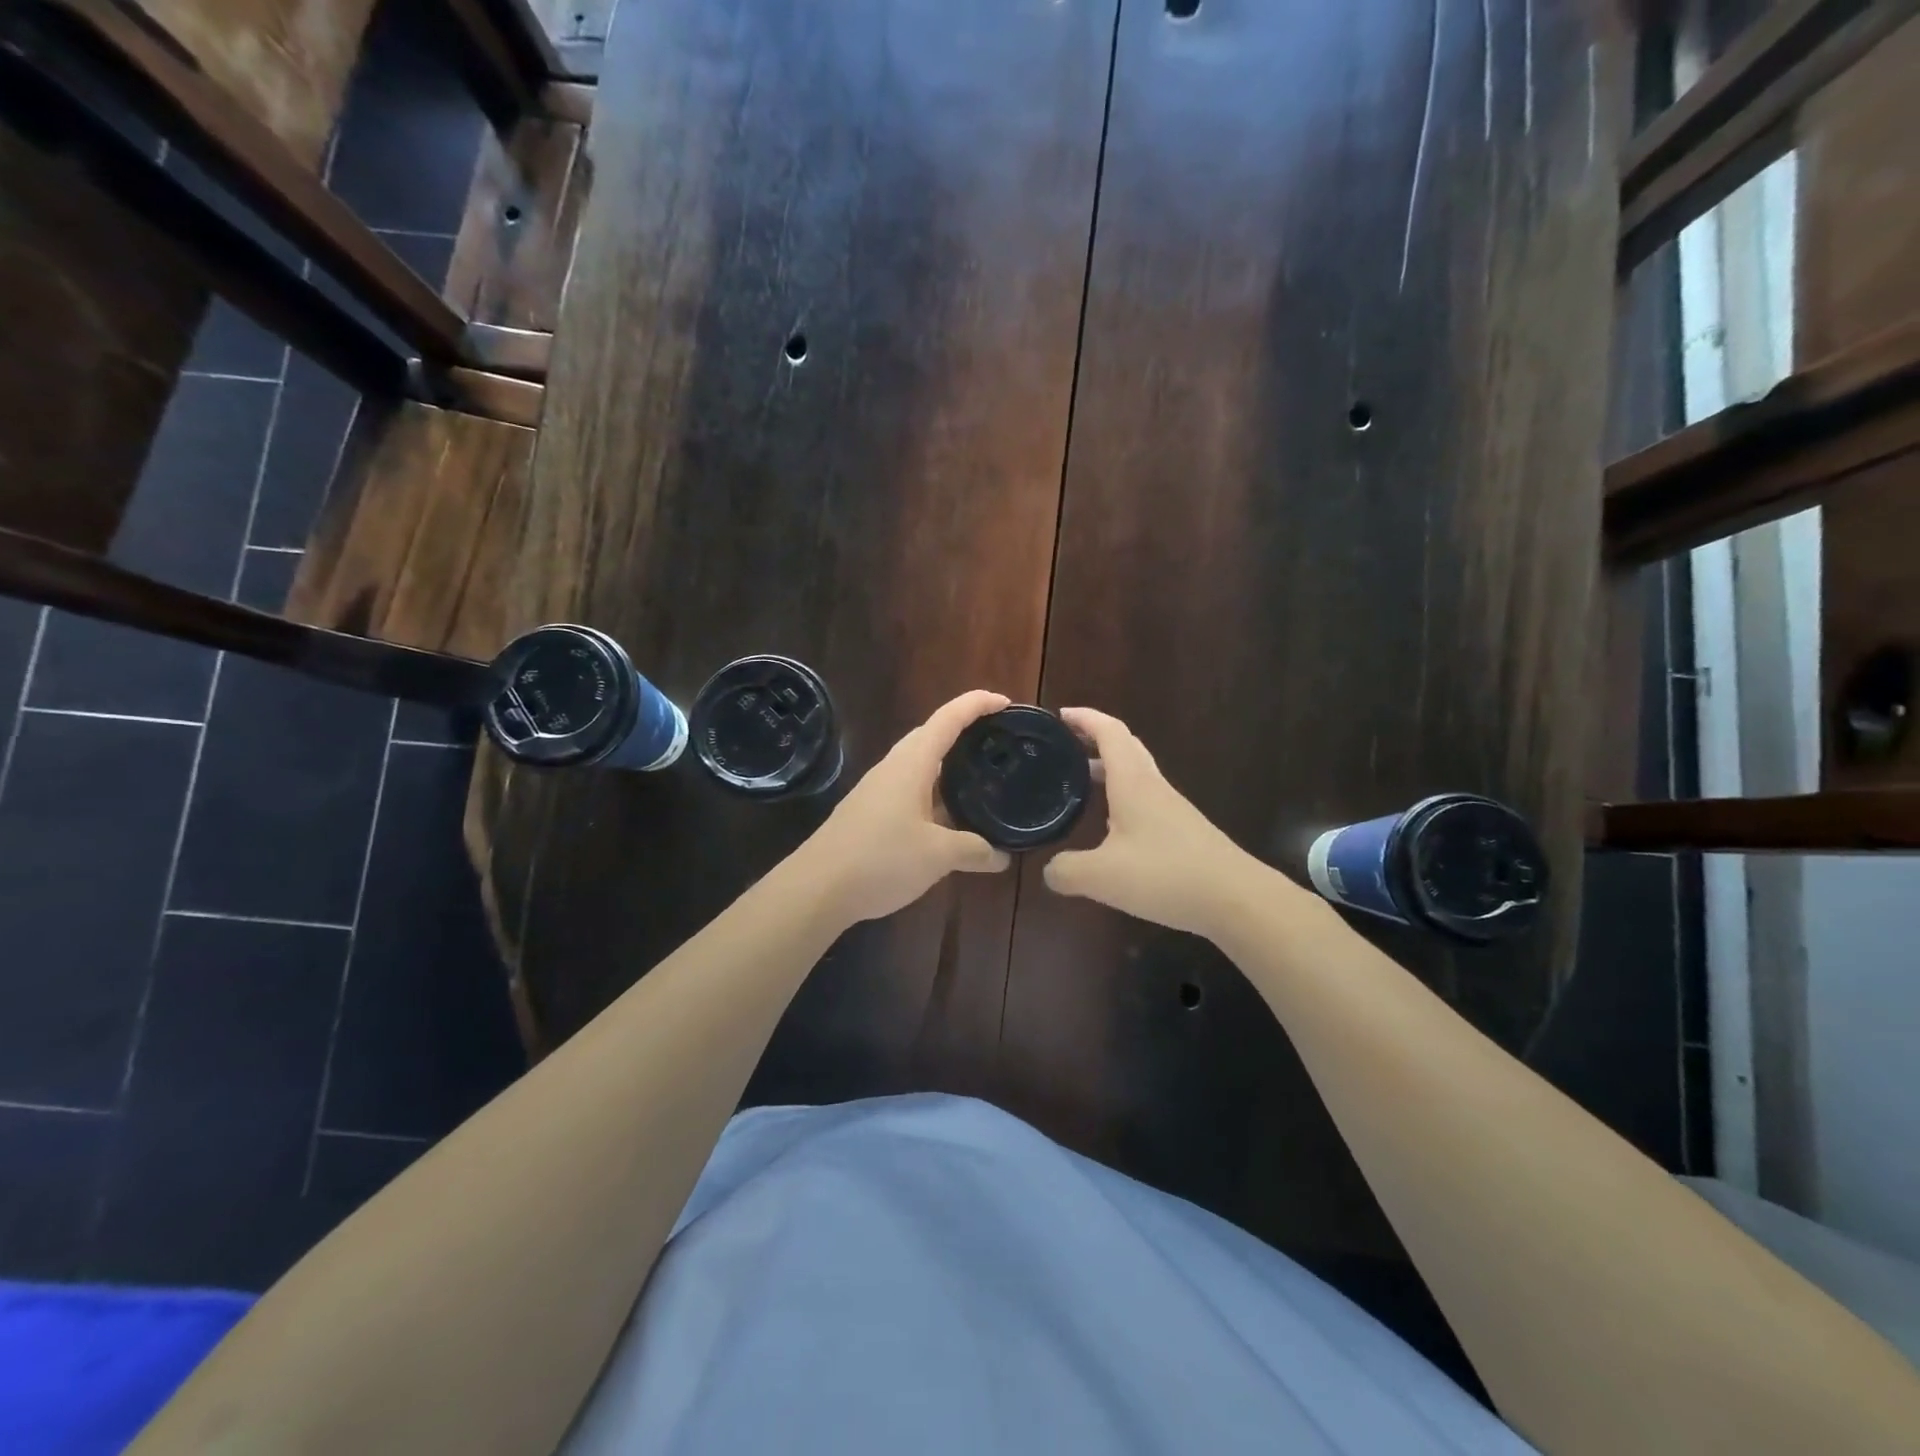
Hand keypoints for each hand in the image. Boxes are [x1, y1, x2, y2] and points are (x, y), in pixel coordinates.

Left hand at [795, 690, 1012, 924]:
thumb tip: (1002, 856)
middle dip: (963, 731)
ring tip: (979, 778)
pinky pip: (909, 790)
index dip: (977, 704)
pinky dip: (934, 794)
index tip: (1005, 702)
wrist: (817, 888)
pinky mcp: (870, 813)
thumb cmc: (880, 858)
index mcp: (911, 764)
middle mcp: (893, 768)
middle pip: (931, 735)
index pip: (948, 719)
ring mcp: (878, 790)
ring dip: (947, 766)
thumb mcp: (937, 855)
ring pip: (919, 765)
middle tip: (996, 741)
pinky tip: (948, 817)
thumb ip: (974, 850)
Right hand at [1043, 707, 1266, 938]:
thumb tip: (1049, 870)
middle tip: (1064, 746)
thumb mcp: (1101, 877)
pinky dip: (1122, 797)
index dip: (1085, 718)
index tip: (1059, 715)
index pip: (1109, 732)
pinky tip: (1109, 826)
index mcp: (1133, 783)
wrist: (1236, 899)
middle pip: (1126, 747)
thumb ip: (1066, 871)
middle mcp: (1153, 787)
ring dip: (1108, 768)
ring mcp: (1171, 809)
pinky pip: (1146, 799)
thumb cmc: (1166, 875)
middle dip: (1094, 739)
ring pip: (1137, 773)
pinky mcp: (1182, 831)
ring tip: (1079, 782)